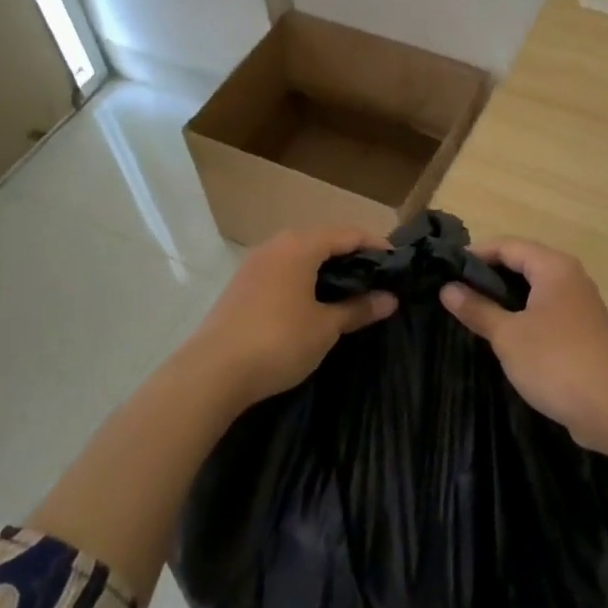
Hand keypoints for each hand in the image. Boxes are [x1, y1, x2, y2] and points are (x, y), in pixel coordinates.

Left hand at [186, 226, 396, 407]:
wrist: (211, 373)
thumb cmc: (278, 341)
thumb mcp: (326, 327)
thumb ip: (358, 309)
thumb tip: (390, 299)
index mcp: (300, 246)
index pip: (348, 234)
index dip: (376, 246)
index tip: (397, 264)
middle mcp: (276, 245)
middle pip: (323, 240)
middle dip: (351, 257)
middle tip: (376, 279)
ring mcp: (254, 264)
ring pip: (300, 255)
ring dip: (326, 268)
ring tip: (349, 292)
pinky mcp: (241, 285)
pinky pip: (282, 270)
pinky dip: (304, 279)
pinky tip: (312, 303)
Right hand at [440, 239, 607, 451]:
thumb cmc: (556, 362)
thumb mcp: (508, 336)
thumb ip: (477, 309)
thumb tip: (447, 288)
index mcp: (553, 267)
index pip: (507, 245)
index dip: (475, 254)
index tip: (445, 271)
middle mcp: (570, 277)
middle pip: (522, 263)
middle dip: (488, 276)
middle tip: (454, 293)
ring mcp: (580, 304)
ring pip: (535, 289)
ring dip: (505, 298)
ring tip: (473, 313)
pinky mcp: (584, 330)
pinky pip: (546, 310)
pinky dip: (523, 315)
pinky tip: (504, 335)